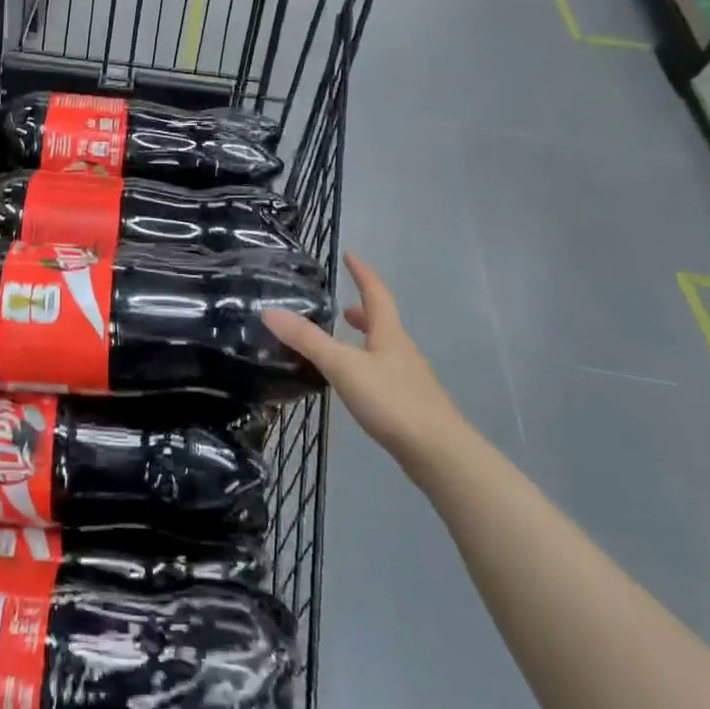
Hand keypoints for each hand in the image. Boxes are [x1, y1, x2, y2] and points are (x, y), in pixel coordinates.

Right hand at [263, 253, 464, 475]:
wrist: (439, 453)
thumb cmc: (392, 400)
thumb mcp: (343, 366)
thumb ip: (307, 340)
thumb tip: (270, 311)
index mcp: (389, 334)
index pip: (375, 293)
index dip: (362, 273)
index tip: (350, 255)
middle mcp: (402, 350)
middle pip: (382, 322)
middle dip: (362, 311)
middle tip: (341, 307)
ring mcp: (410, 379)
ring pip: (384, 349)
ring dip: (364, 340)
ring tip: (342, 344)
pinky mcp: (410, 405)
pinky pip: (384, 373)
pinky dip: (367, 367)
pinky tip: (355, 384)